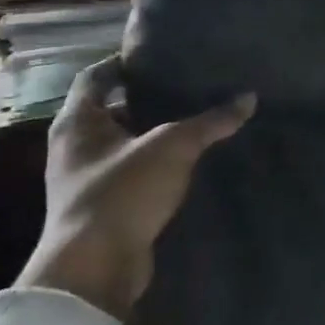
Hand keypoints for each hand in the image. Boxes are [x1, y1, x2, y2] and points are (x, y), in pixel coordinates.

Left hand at [19, 57, 254, 322]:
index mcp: (77, 122)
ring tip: (194, 119)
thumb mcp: (172, 147)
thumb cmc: (122, 192)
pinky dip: (155, 164)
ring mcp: (86, 180)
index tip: (156, 56)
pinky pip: (132, 173)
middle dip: (144, 98)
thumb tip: (249, 98)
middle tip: (185, 85)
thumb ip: (210, 121)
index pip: (95, 77)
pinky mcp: (103, 207)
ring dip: (152, 134)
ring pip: (123, 144)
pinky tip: (188, 161)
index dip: (122, 62)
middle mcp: (74, 147)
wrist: (95, 268)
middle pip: (109, 110)